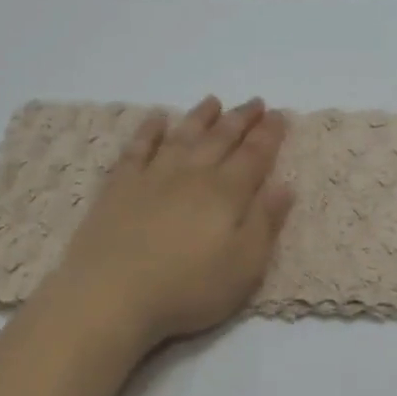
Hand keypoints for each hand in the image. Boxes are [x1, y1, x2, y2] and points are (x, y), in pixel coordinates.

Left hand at [49, 96, 293, 348]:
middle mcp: (192, 175)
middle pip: (221, 139)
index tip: (279, 115)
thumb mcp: (243, 267)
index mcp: (226, 194)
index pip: (254, 156)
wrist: (111, 294)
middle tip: (255, 102)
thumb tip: (285, 185)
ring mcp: (152, 176)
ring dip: (200, 117)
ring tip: (213, 101)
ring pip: (182, 136)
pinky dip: (149, 130)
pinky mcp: (120, 186)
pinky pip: (138, 148)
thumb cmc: (187, 289)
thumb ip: (265, 223)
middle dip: (241, 119)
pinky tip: (156, 119)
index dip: (269, 135)